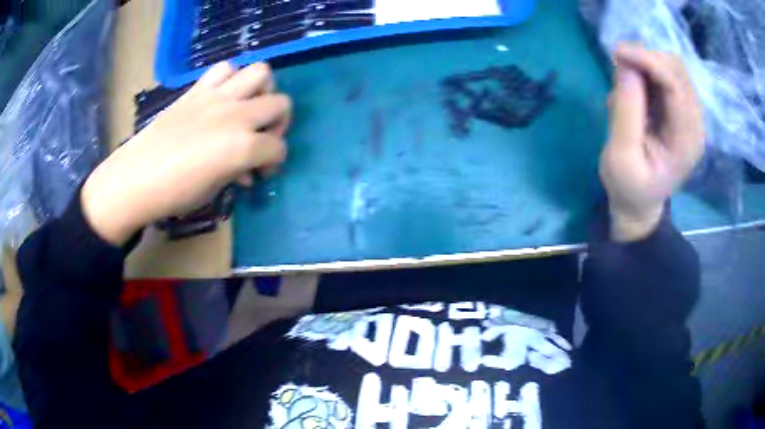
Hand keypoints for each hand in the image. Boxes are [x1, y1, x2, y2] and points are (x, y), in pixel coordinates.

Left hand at [82, 62, 290, 244]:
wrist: (136, 177)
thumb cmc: (174, 194)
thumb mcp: (215, 190)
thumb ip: (239, 171)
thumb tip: (247, 169)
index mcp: (242, 147)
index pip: (277, 148)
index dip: (274, 162)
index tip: (260, 172)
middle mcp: (236, 114)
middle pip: (280, 104)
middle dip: (279, 123)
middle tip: (261, 138)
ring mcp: (217, 96)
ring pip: (261, 73)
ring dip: (261, 91)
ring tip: (248, 107)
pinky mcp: (198, 89)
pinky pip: (225, 69)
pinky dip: (231, 79)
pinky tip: (223, 98)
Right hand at [600, 43, 704, 241]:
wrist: (639, 202)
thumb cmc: (629, 186)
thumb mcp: (621, 156)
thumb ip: (626, 112)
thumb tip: (626, 66)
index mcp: (687, 142)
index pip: (676, 86)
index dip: (649, 62)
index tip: (617, 53)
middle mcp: (695, 123)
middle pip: (677, 70)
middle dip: (647, 59)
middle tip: (618, 64)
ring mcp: (689, 115)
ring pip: (671, 68)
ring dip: (645, 64)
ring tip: (624, 83)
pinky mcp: (680, 110)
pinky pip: (666, 75)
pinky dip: (647, 72)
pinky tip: (633, 88)